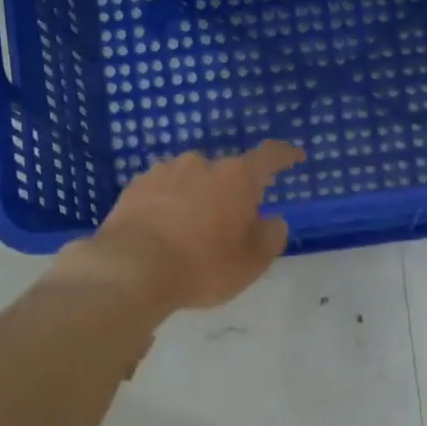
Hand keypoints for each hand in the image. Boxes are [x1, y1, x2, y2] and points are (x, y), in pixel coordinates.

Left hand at [61, 140, 305, 313]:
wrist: (131, 269)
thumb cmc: (204, 264)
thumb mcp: (252, 262)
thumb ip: (271, 236)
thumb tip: (272, 220)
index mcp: (237, 177)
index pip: (269, 157)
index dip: (285, 156)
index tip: (294, 157)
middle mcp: (201, 164)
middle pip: (226, 174)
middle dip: (232, 194)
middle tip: (232, 226)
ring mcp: (164, 171)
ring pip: (191, 181)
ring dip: (198, 199)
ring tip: (192, 233)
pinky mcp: (134, 187)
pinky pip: (163, 193)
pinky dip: (169, 206)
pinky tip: (164, 233)